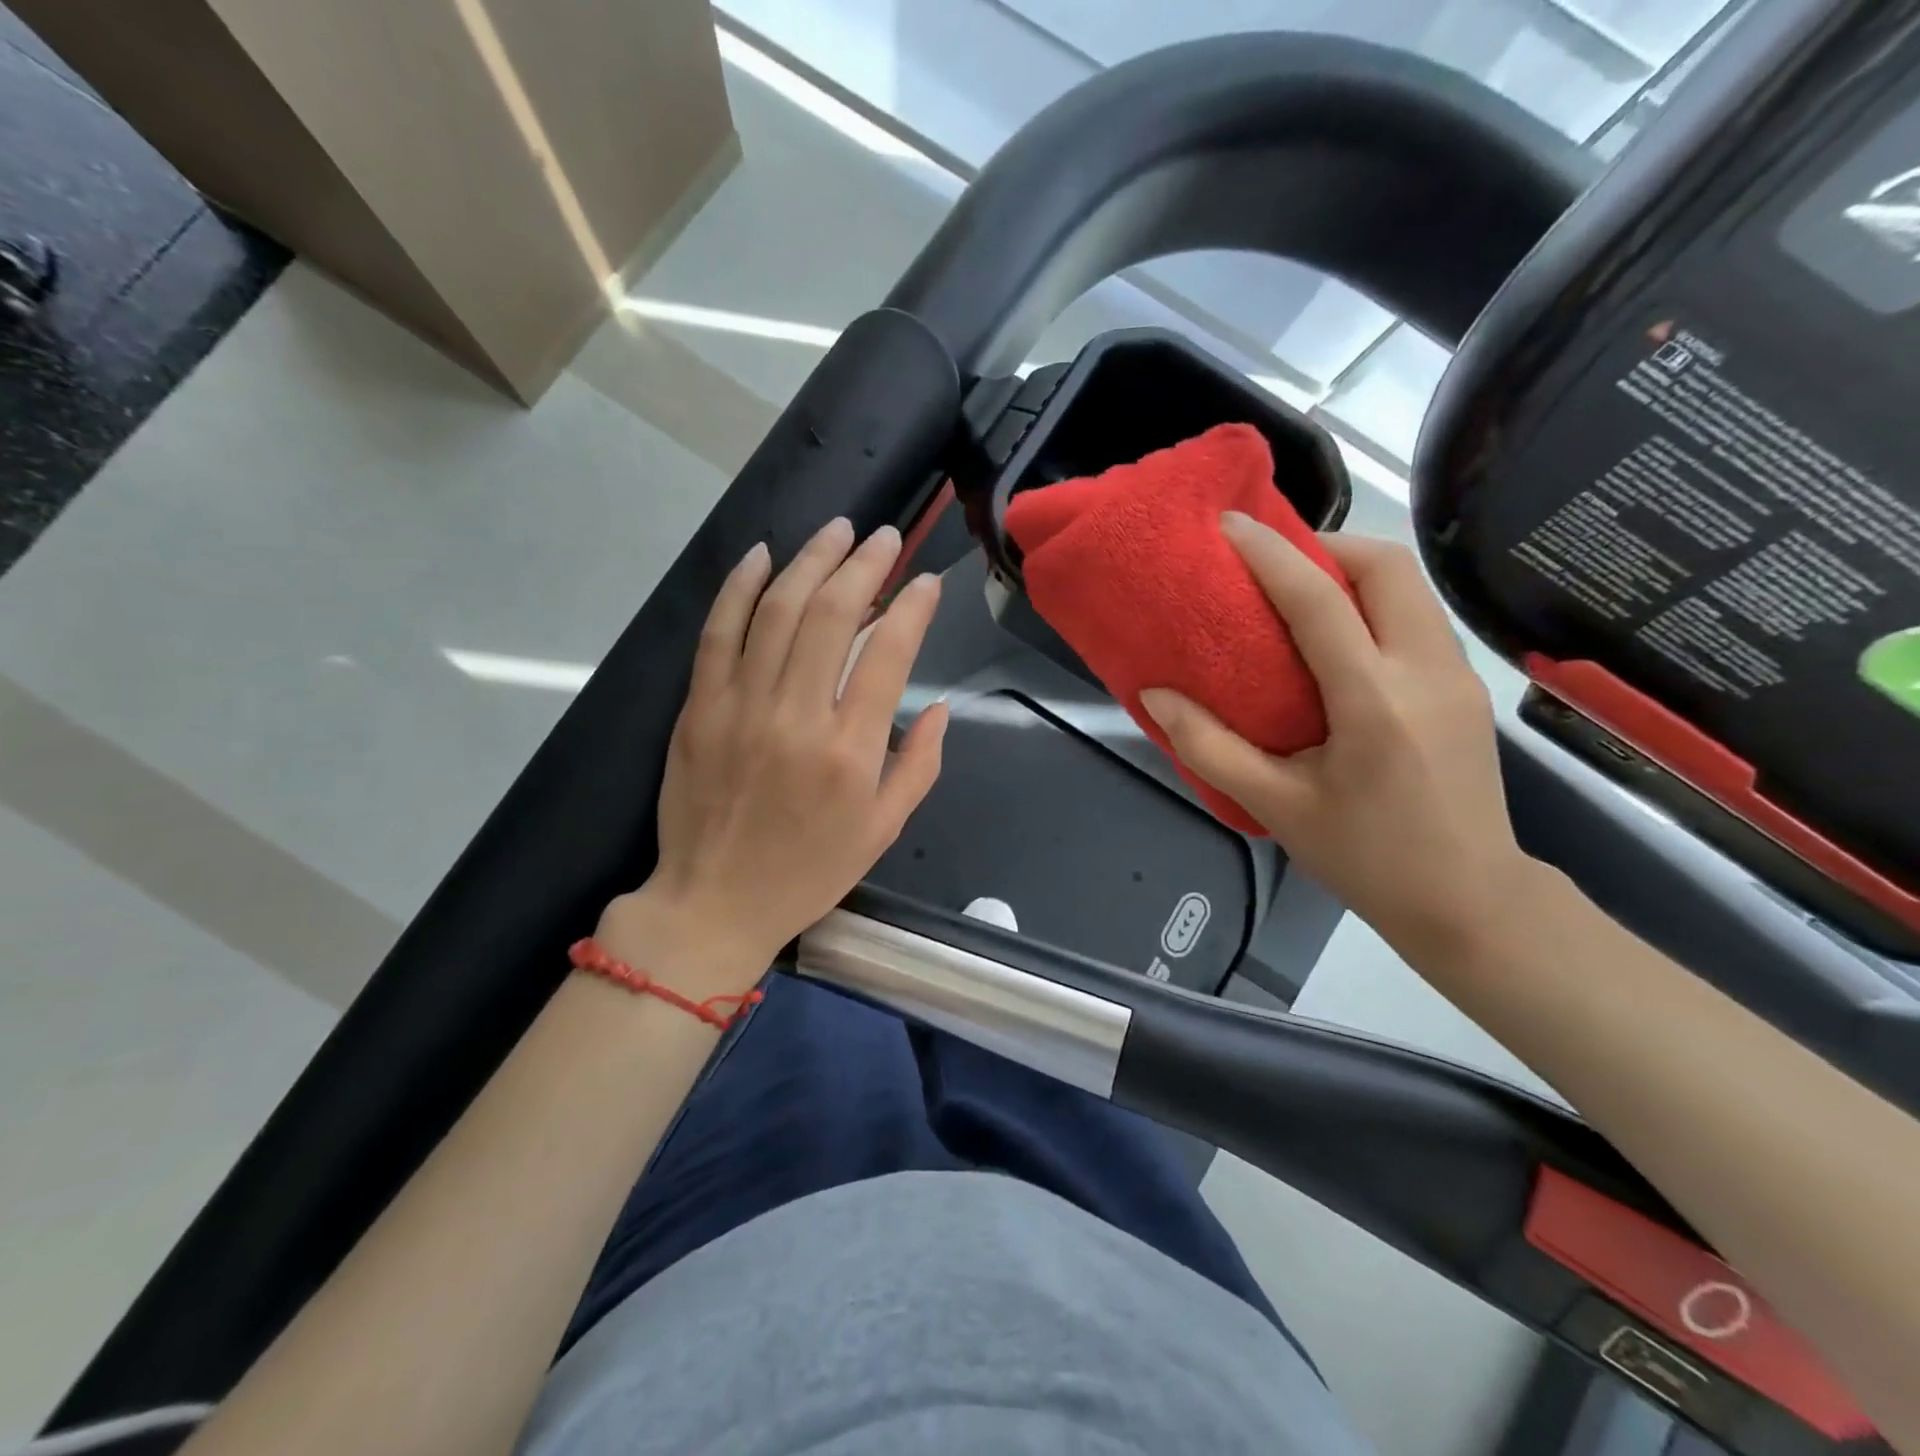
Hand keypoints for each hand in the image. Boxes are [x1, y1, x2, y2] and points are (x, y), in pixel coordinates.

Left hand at [603, 518, 946, 984]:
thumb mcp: (884, 830)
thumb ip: (921, 765)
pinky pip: (718, 633)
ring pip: (777, 611)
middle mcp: (797, 716)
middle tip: (883, 537)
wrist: (714, 902)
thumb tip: (941, 708)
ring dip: (811, 562)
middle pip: (832, 615)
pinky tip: (762, 555)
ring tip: (836, 531)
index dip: (912, 608)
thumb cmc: (809, 871)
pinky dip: (739, 588)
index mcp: (851, 752)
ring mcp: (740, 706)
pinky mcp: (698, 707)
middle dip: (865, 565)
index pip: (888, 654)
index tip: (926, 582)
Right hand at [1140, 513, 1532, 959]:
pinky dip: (1373, 603)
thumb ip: (1209, 747)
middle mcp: (1426, 671)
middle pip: (1387, 567)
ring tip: (1297, 594)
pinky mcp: (1465, 689)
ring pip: (1409, 588)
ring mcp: (1456, 677)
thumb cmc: (1367, 858)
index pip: (1319, 602)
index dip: (1271, 555)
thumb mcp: (1276, 806)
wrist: (1471, 904)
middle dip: (1325, 546)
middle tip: (1271, 564)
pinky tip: (1337, 638)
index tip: (1231, 526)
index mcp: (1375, 701)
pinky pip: (1416, 618)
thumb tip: (1155, 696)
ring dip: (1352, 572)